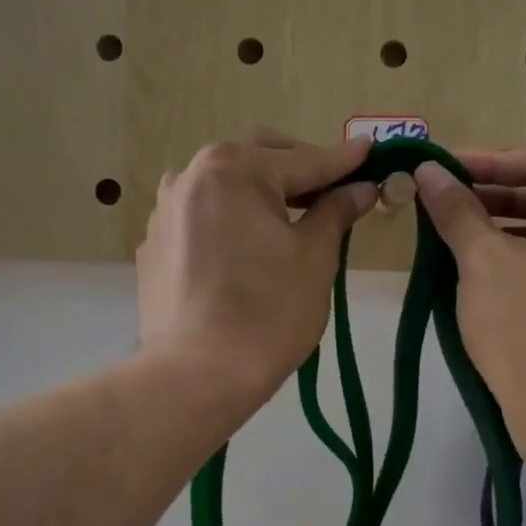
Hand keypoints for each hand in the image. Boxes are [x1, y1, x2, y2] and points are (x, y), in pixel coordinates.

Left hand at [138, 133, 377, 409]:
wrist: (197, 374)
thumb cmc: (269, 311)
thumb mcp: (315, 257)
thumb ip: (336, 212)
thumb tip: (361, 188)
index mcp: (233, 168)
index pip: (303, 160)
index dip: (343, 161)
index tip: (371, 151)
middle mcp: (190, 176)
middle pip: (256, 162)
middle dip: (297, 172)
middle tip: (332, 192)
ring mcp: (165, 212)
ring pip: (225, 190)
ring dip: (260, 196)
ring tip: (290, 223)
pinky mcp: (154, 247)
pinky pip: (201, 221)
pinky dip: (230, 224)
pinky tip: (247, 253)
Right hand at [413, 146, 525, 461]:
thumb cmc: (525, 324)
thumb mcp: (482, 260)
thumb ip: (456, 210)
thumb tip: (427, 168)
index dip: (492, 160)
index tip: (448, 171)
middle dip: (490, 194)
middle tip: (441, 201)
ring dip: (494, 227)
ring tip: (448, 234)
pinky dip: (507, 258)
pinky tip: (468, 271)